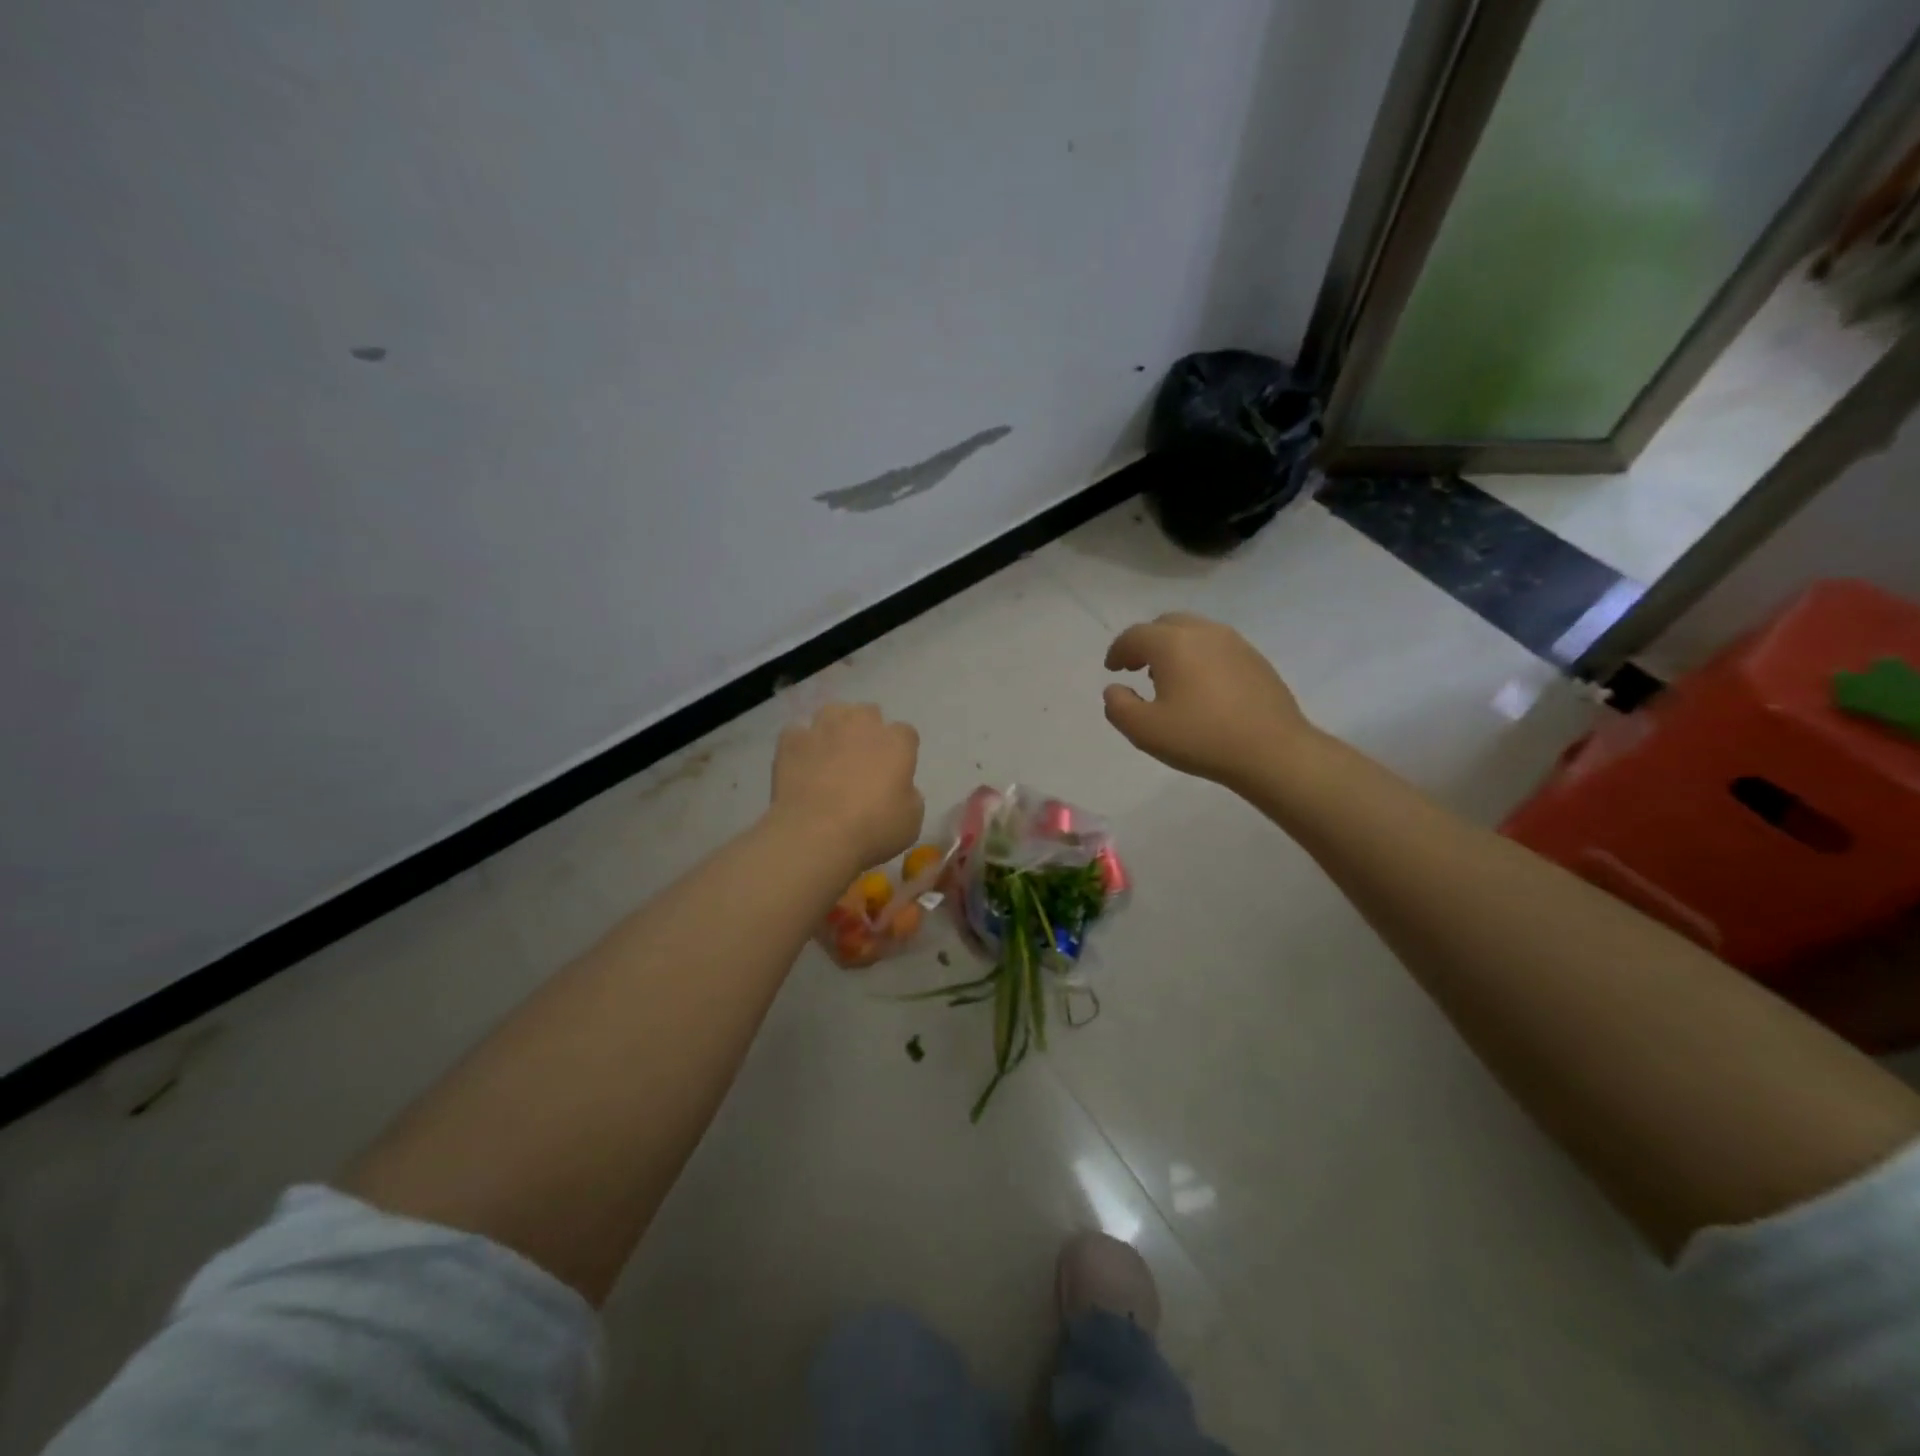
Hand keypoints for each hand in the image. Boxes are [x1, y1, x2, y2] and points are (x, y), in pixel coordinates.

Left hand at [771, 703, 923, 871]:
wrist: (815, 835)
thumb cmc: (873, 829)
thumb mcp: (911, 821)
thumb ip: (910, 795)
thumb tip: (900, 788)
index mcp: (896, 742)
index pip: (906, 733)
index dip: (901, 750)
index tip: (895, 770)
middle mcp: (861, 725)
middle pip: (869, 713)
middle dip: (868, 731)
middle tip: (862, 760)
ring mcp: (823, 728)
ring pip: (832, 713)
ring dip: (835, 728)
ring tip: (830, 753)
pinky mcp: (791, 740)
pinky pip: (797, 733)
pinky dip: (801, 745)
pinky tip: (801, 764)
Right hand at [1103, 613, 1316, 787]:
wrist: (1273, 750)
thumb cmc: (1201, 738)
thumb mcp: (1144, 730)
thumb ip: (1118, 706)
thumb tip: (1114, 689)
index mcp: (1172, 644)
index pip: (1135, 635)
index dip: (1118, 651)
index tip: (1112, 669)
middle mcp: (1203, 632)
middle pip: (1165, 624)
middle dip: (1146, 642)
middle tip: (1137, 667)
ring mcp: (1234, 642)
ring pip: (1194, 631)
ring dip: (1174, 647)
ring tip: (1168, 677)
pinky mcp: (1255, 658)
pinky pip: (1217, 646)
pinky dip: (1199, 656)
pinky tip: (1201, 686)